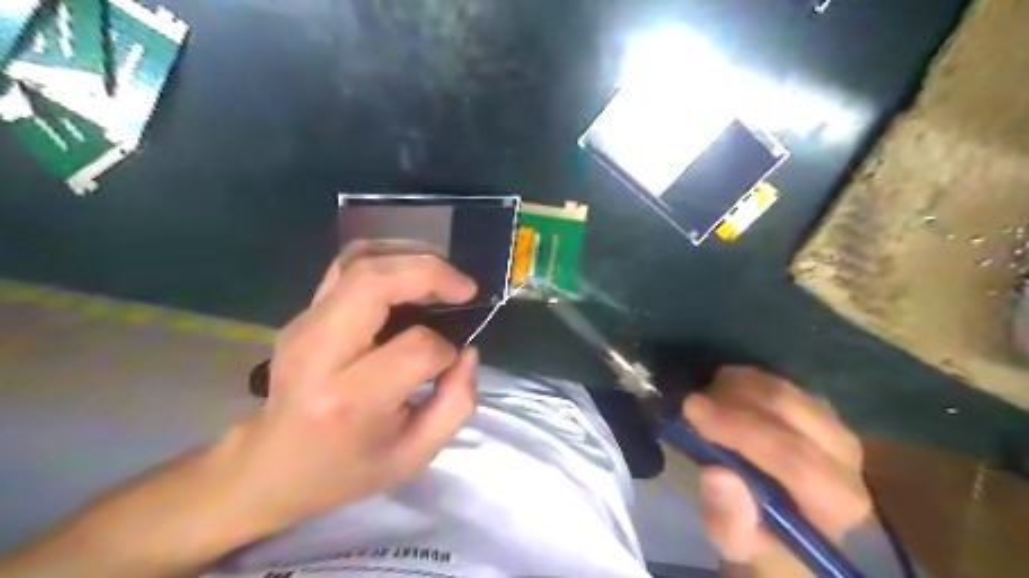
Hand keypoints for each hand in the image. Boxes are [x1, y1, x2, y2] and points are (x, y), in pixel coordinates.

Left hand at [223, 242, 477, 532]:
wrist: (272, 464)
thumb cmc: (347, 468)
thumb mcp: (414, 456)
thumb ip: (456, 404)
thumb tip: (468, 351)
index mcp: (350, 399)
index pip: (416, 348)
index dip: (446, 350)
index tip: (451, 362)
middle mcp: (321, 351)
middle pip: (376, 282)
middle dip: (431, 274)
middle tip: (465, 288)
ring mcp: (305, 324)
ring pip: (359, 261)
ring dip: (411, 256)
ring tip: (443, 275)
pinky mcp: (304, 312)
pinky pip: (346, 264)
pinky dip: (387, 256)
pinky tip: (411, 271)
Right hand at [681, 369, 865, 565]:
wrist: (786, 528)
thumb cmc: (761, 541)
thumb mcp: (735, 546)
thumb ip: (729, 520)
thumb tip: (717, 473)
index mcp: (836, 503)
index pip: (795, 459)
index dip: (741, 430)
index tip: (692, 411)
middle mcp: (847, 460)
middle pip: (790, 411)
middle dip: (733, 400)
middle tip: (692, 401)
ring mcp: (836, 427)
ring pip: (784, 389)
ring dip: (736, 387)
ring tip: (704, 398)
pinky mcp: (820, 409)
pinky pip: (780, 381)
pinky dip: (745, 381)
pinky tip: (723, 393)